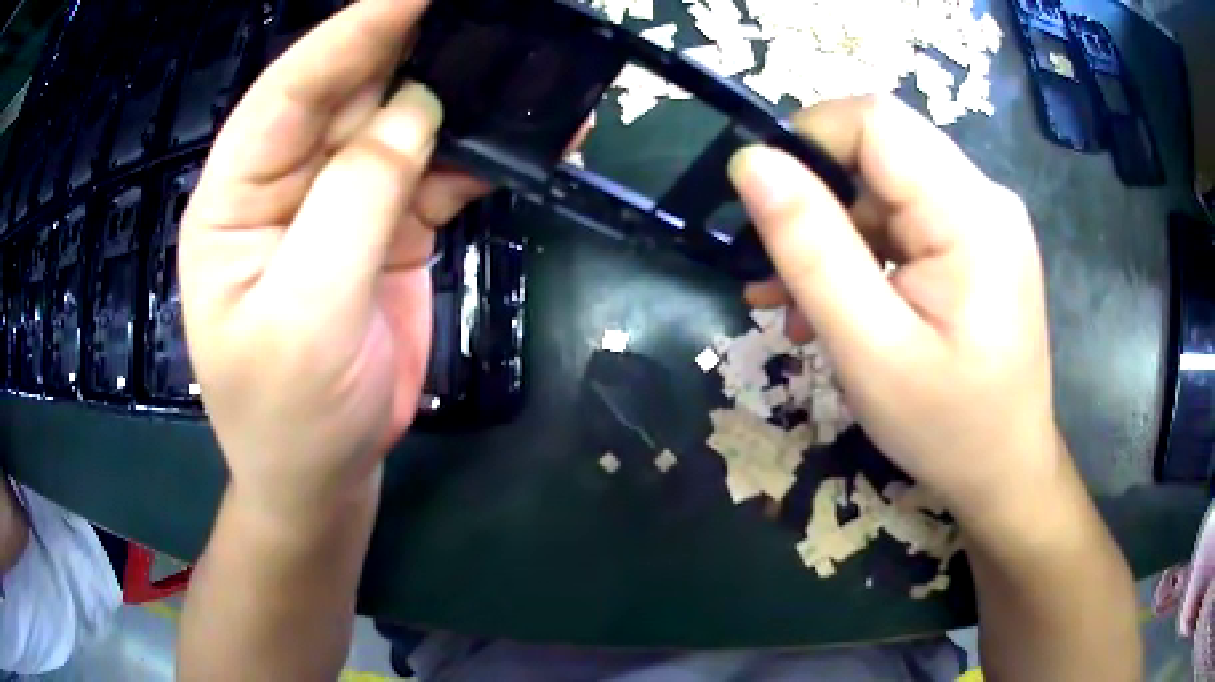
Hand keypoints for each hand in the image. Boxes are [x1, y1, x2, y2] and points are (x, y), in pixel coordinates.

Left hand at [179, 0, 486, 520]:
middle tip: (478, 9)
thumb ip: (353, 202)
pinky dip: (484, 156)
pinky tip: (533, 138)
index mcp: (237, 196)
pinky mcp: (390, 229)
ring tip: (519, 58)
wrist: (323, 478)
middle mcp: (287, 182)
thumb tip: (417, 108)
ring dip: (460, 94)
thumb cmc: (287, 415)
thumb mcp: (305, 315)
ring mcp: (342, 203)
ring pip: (403, 124)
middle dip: (411, 43)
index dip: (353, 30)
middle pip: (351, 91)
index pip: (292, 89)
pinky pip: (439, 174)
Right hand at [729, 96, 1060, 516]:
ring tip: (790, 305)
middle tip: (771, 273)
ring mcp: (983, 221)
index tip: (762, 204)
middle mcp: (984, 198)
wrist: (1005, 473)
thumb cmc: (947, 428)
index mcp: (971, 213)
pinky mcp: (975, 245)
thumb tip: (752, 163)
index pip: (875, 121)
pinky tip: (835, 305)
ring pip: (884, 190)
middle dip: (814, 200)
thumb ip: (811, 248)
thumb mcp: (870, 349)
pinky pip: (904, 222)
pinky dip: (860, 254)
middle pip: (879, 154)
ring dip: (831, 236)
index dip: (808, 141)